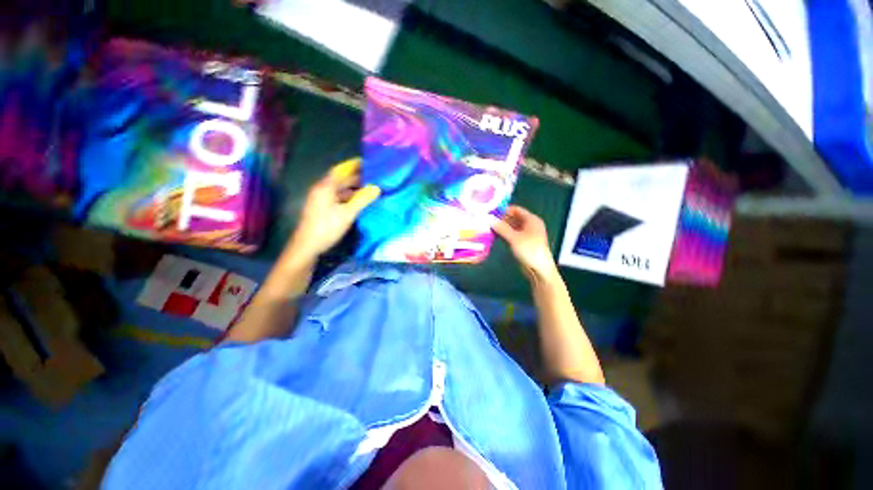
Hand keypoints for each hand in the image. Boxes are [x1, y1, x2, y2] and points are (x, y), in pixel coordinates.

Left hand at [290, 158, 379, 259]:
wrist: (307, 246)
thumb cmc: (327, 227)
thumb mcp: (347, 213)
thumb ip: (362, 199)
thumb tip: (377, 188)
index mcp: (326, 187)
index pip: (341, 170)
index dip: (353, 166)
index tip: (367, 163)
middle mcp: (322, 190)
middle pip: (340, 180)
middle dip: (356, 178)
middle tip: (373, 178)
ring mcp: (321, 200)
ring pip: (339, 190)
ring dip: (353, 189)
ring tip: (369, 190)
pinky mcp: (322, 209)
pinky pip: (338, 198)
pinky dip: (348, 198)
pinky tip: (358, 202)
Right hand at [492, 205, 558, 280]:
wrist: (539, 270)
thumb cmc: (529, 250)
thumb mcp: (514, 238)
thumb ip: (501, 227)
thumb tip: (489, 218)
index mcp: (531, 220)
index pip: (515, 209)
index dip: (503, 209)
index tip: (490, 212)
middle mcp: (529, 225)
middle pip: (512, 218)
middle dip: (500, 219)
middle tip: (486, 220)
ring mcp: (525, 234)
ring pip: (510, 227)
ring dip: (500, 227)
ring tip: (487, 227)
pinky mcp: (521, 243)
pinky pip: (510, 235)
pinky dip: (503, 234)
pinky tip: (493, 235)